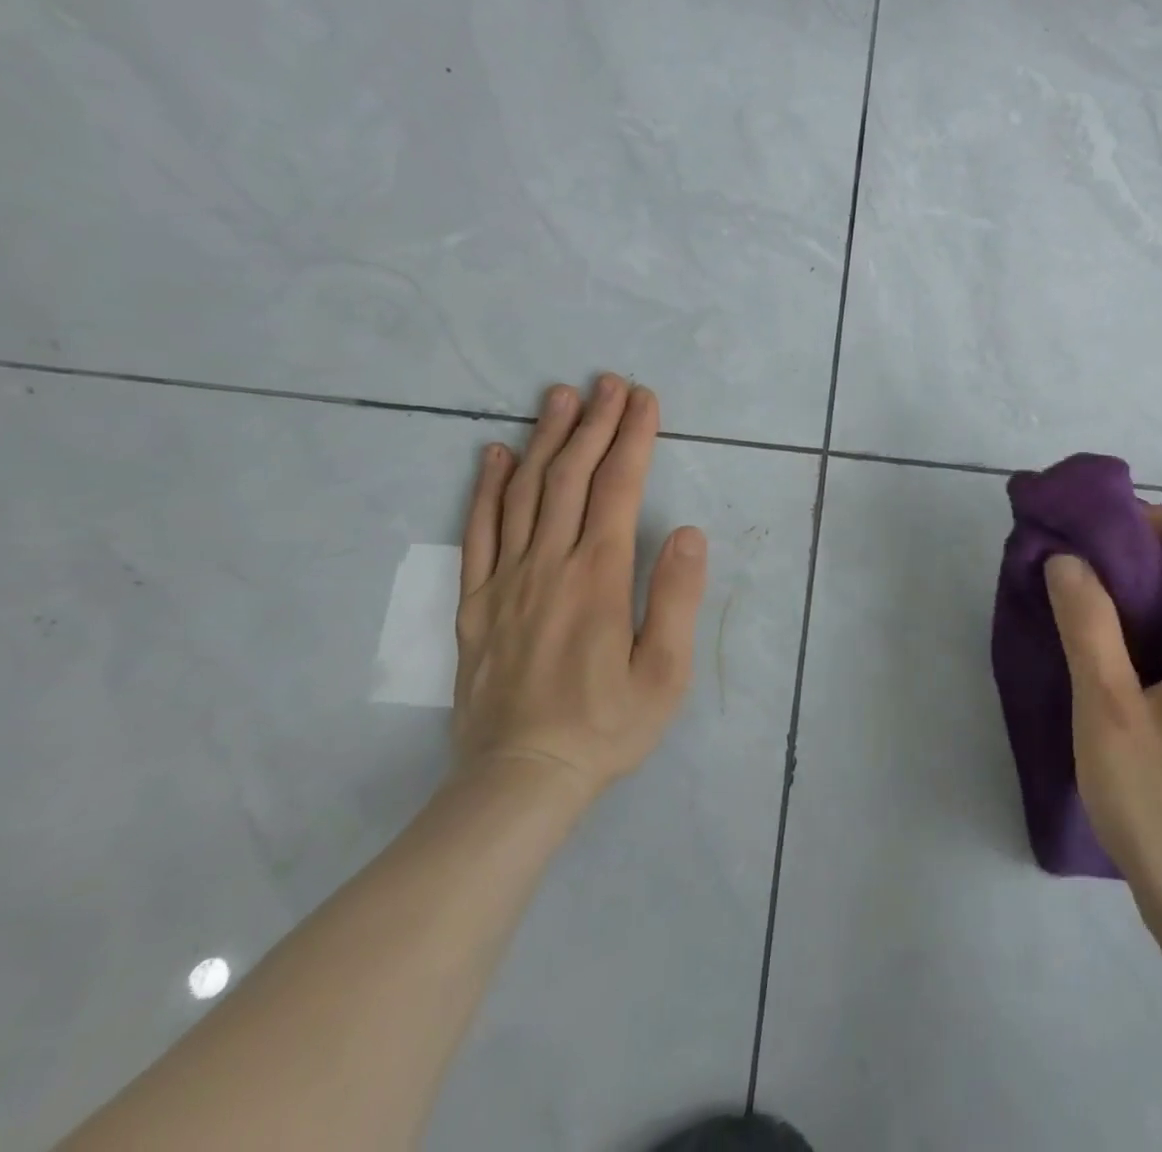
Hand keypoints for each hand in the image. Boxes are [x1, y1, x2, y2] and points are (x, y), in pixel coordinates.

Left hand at [453, 377, 707, 811]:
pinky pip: (477, 532)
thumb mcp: (665, 671)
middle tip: (608, 382)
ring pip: (524, 493)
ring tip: (559, 398)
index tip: (645, 400)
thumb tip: (685, 530)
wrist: (520, 779)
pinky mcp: (475, 602)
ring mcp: (505, 580)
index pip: (617, 487)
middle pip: (571, 476)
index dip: (633, 437)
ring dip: (544, 439)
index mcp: (598, 576)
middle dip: (593, 423)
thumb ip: (676, 596)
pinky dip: (485, 488)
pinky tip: (492, 454)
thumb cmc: (607, 725)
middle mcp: (549, 564)